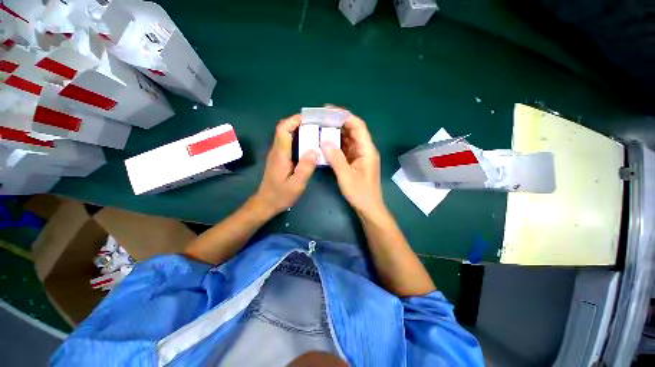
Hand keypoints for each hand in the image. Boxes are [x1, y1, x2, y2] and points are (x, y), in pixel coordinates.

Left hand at [252, 114, 318, 216]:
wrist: (266, 203)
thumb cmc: (280, 195)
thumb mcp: (296, 184)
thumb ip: (306, 167)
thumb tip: (315, 150)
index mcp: (280, 154)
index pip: (283, 129)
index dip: (294, 120)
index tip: (309, 118)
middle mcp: (277, 151)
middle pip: (284, 129)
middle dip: (299, 123)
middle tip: (316, 125)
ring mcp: (277, 154)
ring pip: (286, 136)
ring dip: (299, 131)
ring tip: (315, 132)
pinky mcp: (279, 159)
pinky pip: (288, 144)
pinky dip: (298, 140)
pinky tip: (309, 145)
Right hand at [321, 111, 385, 217]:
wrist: (369, 208)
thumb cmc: (360, 193)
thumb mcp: (346, 176)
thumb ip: (336, 158)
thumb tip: (324, 141)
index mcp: (367, 150)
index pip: (358, 126)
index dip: (344, 116)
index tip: (329, 111)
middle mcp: (365, 149)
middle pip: (353, 130)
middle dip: (338, 122)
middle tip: (321, 118)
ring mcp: (360, 156)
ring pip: (349, 139)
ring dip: (336, 133)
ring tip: (321, 127)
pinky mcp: (355, 162)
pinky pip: (346, 149)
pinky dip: (337, 144)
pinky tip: (326, 143)